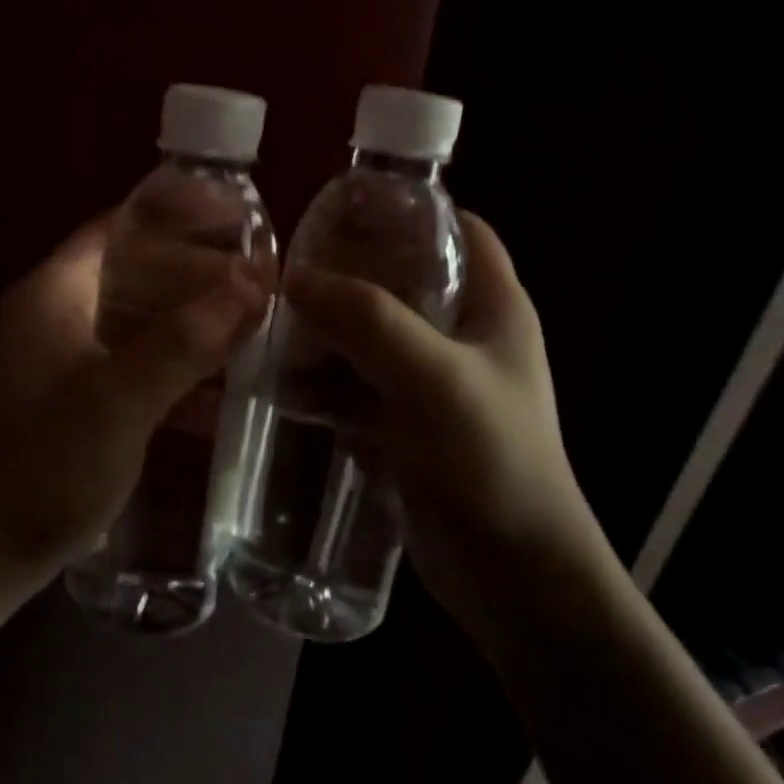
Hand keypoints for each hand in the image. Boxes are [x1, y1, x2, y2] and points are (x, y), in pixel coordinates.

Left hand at [0, 214, 267, 591]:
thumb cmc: (49, 461)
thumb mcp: (122, 396)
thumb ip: (187, 337)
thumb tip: (253, 279)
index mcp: (56, 291)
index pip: (120, 224)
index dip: (176, 212)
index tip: (236, 216)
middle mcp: (58, 313)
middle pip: (135, 270)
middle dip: (197, 272)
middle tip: (260, 277)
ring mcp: (66, 358)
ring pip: (141, 320)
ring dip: (193, 321)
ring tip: (253, 324)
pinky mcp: (78, 399)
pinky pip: (137, 364)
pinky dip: (176, 367)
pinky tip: (221, 390)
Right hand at [281, 212, 606, 633]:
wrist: (515, 577)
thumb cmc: (491, 460)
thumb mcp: (432, 377)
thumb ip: (368, 320)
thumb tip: (296, 276)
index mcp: (493, 307)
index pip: (459, 231)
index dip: (410, 210)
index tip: (347, 206)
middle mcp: (464, 338)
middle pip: (401, 282)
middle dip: (346, 275)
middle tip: (287, 271)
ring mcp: (433, 386)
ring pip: (370, 338)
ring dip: (324, 335)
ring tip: (268, 330)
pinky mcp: (407, 428)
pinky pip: (357, 390)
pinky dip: (323, 386)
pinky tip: (279, 389)